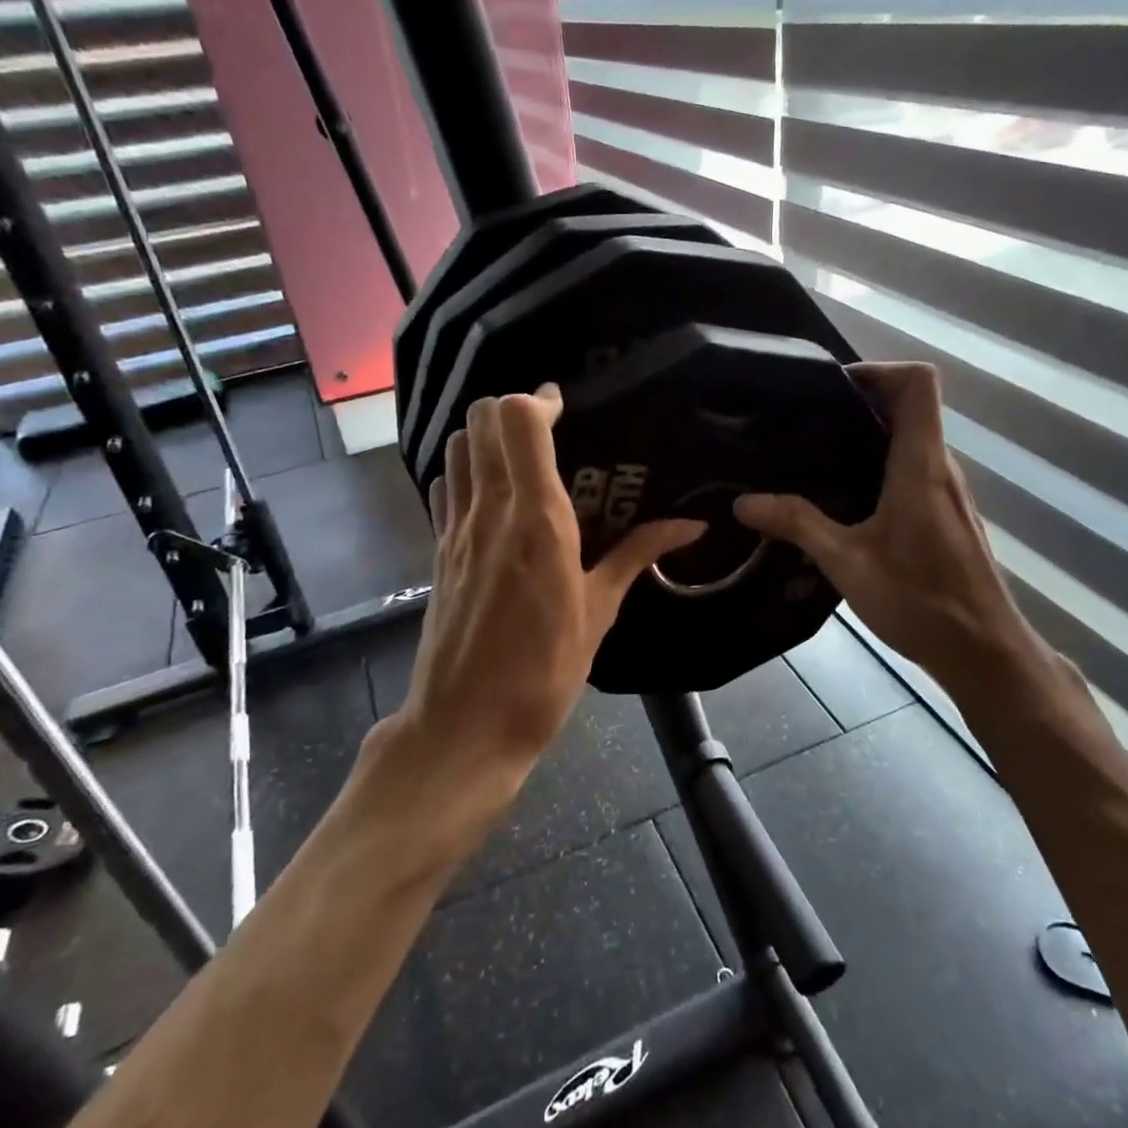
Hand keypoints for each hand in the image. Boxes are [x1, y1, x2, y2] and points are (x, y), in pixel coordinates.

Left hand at [395, 385, 702, 784]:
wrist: (464, 726)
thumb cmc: (543, 674)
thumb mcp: (599, 613)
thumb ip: (639, 556)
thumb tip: (690, 525)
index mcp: (538, 521)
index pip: (520, 422)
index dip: (541, 401)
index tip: (566, 409)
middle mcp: (491, 511)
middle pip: (482, 420)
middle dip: (512, 409)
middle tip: (547, 429)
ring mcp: (456, 529)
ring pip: (457, 446)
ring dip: (485, 435)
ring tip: (520, 456)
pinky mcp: (437, 549)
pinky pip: (444, 486)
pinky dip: (464, 471)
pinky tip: (491, 495)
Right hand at [735, 362, 1046, 686]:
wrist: (983, 652)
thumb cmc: (921, 601)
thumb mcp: (847, 563)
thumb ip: (797, 525)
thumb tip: (744, 502)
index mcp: (921, 464)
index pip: (918, 383)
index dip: (877, 370)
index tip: (832, 388)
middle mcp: (941, 468)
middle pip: (911, 407)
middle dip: (860, 403)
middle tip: (807, 422)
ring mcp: (948, 493)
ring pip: (911, 441)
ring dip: (868, 438)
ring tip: (815, 457)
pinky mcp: (947, 516)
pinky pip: (913, 471)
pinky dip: (879, 467)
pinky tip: (844, 502)